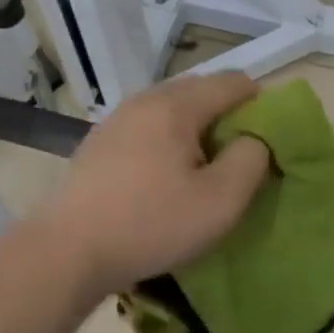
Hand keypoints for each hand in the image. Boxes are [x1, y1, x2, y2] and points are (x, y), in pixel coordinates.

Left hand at [36, 72, 271, 295]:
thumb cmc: (151, 224)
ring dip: (194, 131)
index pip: (234, 82)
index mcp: (176, 105)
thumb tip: (257, 138)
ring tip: (199, 172)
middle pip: (200, 91)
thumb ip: (251, 160)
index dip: (261, 106)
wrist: (68, 250)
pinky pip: (146, 128)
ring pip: (171, 110)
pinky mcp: (98, 142)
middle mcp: (144, 99)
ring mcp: (116, 119)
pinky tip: (161, 179)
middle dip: (226, 118)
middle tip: (236, 160)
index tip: (266, 144)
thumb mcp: (220, 201)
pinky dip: (165, 142)